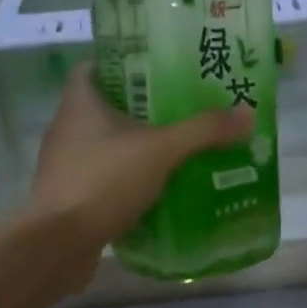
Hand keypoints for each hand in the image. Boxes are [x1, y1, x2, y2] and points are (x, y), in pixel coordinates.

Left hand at [31, 64, 253, 286]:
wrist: (58, 244)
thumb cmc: (103, 181)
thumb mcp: (161, 150)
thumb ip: (203, 131)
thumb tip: (248, 113)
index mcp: (79, 102)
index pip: (95, 66)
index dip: (125, 63)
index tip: (159, 69)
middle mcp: (67, 128)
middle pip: (106, 106)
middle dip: (142, 108)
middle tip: (183, 110)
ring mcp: (66, 165)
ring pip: (106, 145)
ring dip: (136, 147)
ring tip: (178, 150)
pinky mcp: (70, 197)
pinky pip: (104, 179)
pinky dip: (128, 181)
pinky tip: (159, 190)